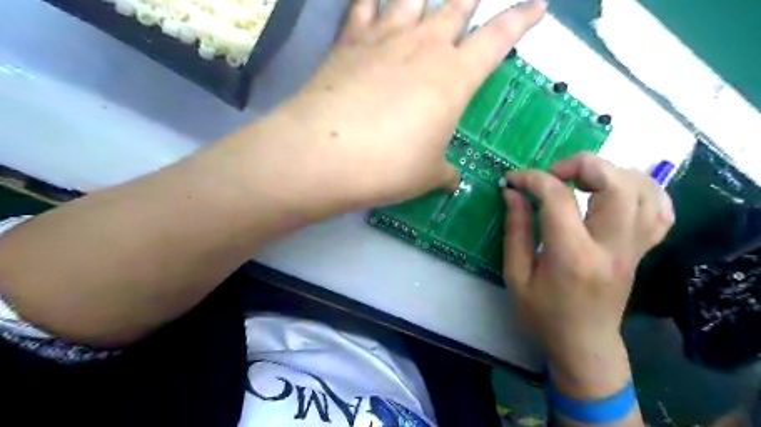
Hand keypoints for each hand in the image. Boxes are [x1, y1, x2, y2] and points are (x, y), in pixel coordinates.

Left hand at [270, 0, 543, 211]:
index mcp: (454, 76)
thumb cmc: (389, 166)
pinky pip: (363, 5)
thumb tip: (452, 180)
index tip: (536, 6)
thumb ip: (444, 173)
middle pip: (457, 5)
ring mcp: (384, 38)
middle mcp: (424, 46)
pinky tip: (373, 0)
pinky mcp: (349, 41)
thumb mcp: (427, 175)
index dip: (521, 19)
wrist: (326, 154)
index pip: (499, 38)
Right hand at [504, 154, 670, 399]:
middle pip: (616, 183)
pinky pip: (659, 209)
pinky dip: (641, 188)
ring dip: (610, 171)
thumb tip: (513, 193)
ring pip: (643, 189)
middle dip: (581, 164)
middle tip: (553, 174)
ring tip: (581, 179)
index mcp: (572, 256)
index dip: (533, 179)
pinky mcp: (642, 250)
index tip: (513, 179)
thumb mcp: (516, 274)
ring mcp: (634, 248)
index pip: (558, 199)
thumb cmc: (542, 313)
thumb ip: (515, 229)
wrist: (583, 343)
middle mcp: (611, 247)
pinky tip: (616, 190)